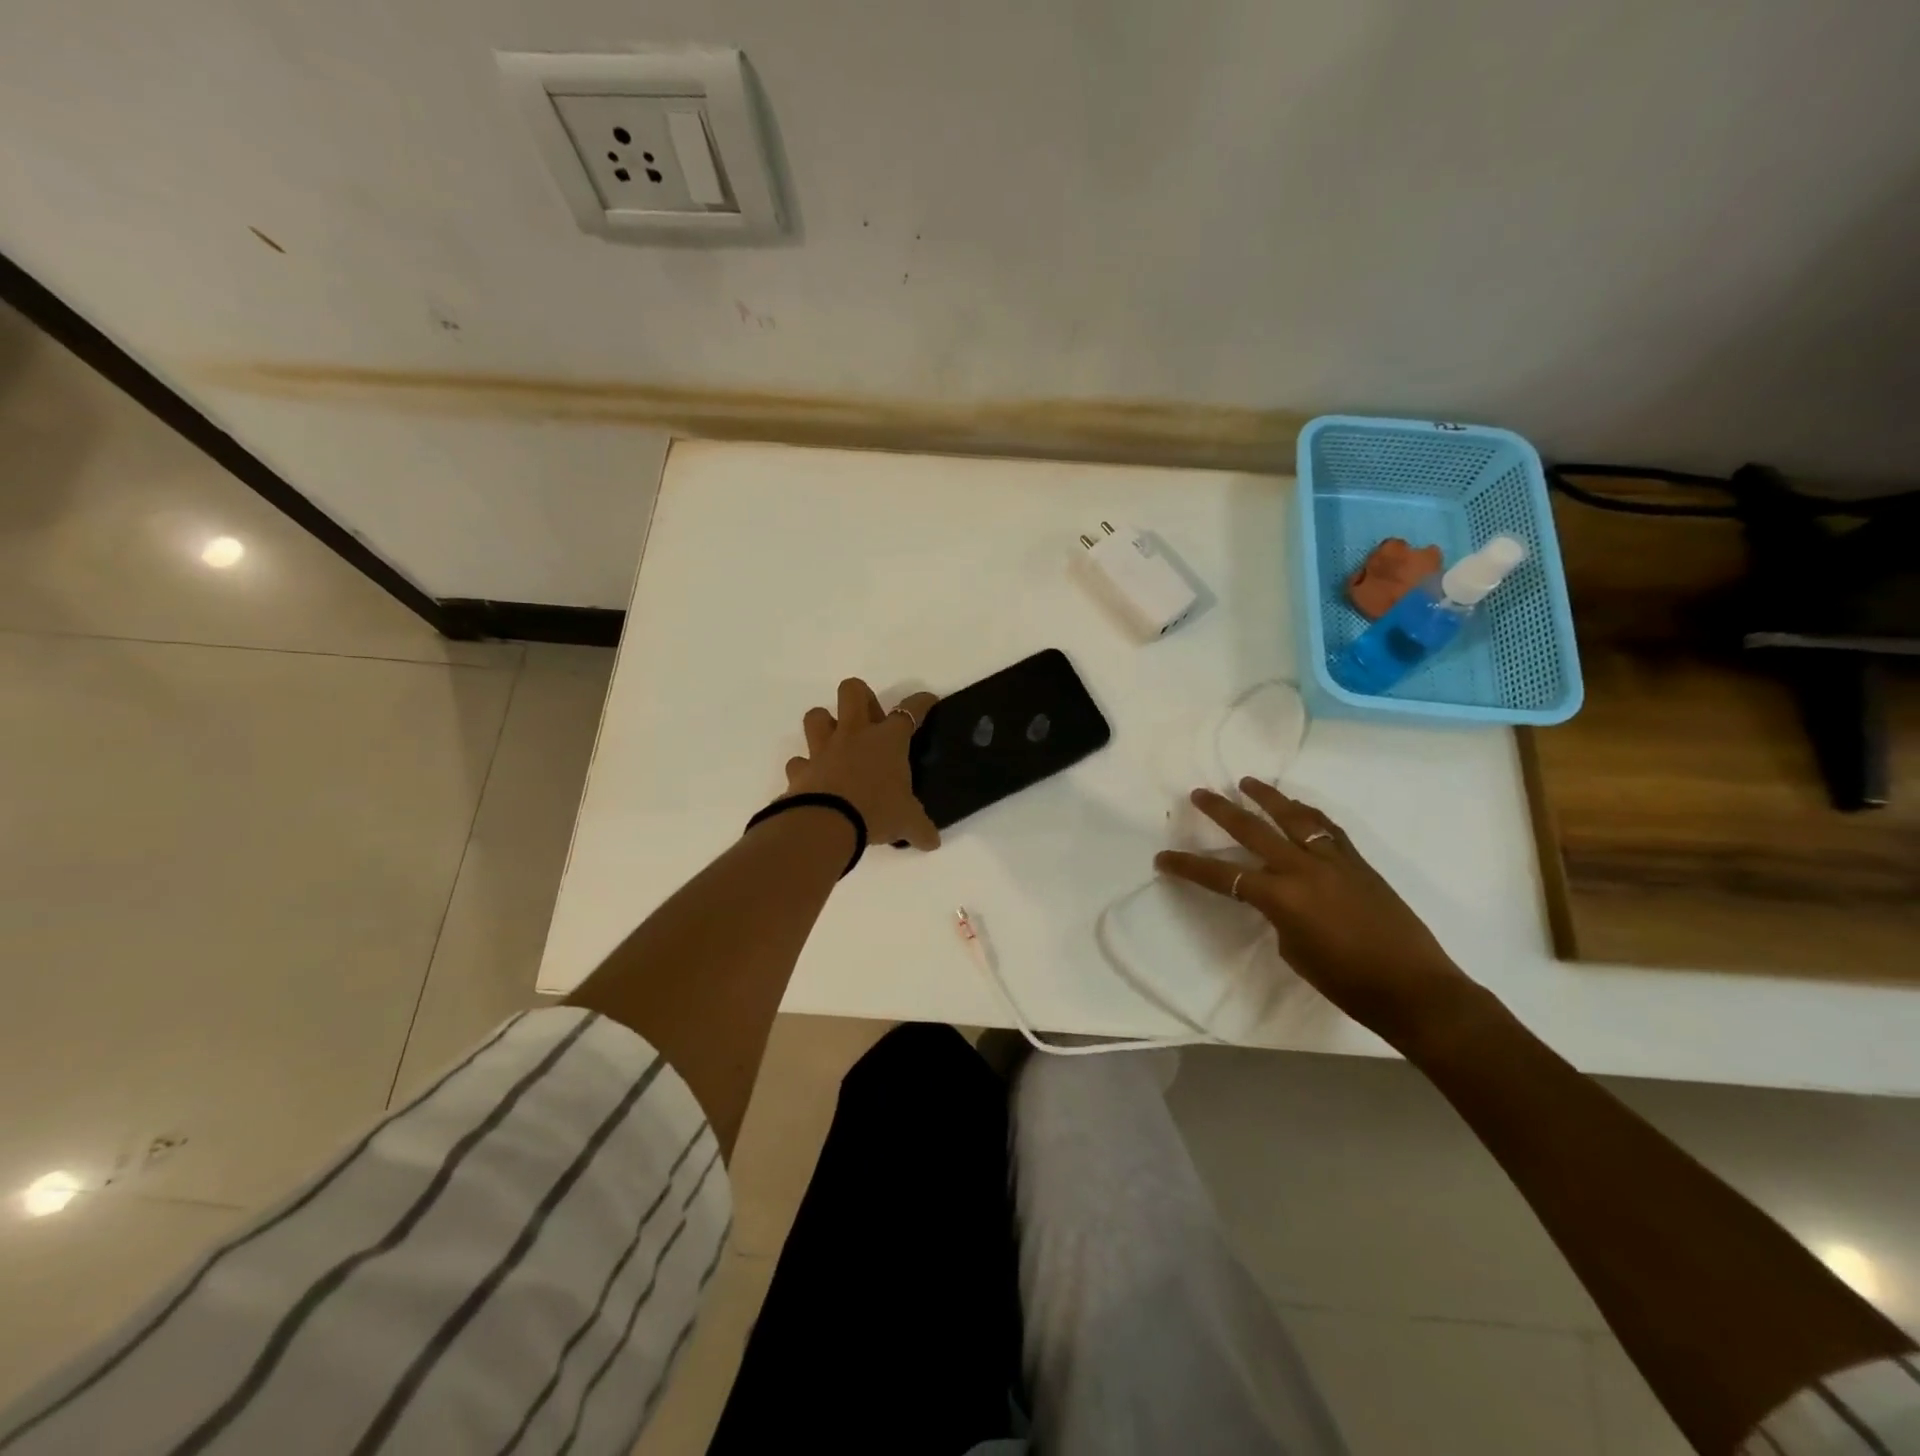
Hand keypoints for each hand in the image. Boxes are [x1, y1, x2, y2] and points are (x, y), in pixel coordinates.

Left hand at [784, 678, 941, 852]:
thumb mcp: (907, 822)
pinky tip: (814, 779)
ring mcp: (823, 749)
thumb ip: (921, 829)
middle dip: (862, 697)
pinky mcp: (801, 769)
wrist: (827, 824)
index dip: (920, 703)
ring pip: (816, 715)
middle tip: (871, 721)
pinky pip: (799, 761)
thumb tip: (933, 842)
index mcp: (888, 740)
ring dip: (825, 724)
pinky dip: (805, 768)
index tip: (926, 700)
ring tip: (837, 743)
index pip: (909, 711)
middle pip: (853, 691)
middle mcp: (854, 735)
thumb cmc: (877, 812)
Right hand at [1155, 780, 1480, 1051]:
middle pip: (1253, 830)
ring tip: (1249, 783)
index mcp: (1282, 897)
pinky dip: (1308, 814)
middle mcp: (1304, 869)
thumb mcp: (1296, 952)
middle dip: (1222, 811)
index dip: (1189, 867)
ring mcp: (1335, 861)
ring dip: (1268, 798)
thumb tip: (1282, 899)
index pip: (1222, 876)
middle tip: (1200, 794)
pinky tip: (1299, 808)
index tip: (1163, 858)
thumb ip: (1280, 917)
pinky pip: (1327, 829)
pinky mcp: (1359, 863)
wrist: (1416, 989)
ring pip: (1295, 817)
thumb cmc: (1349, 984)